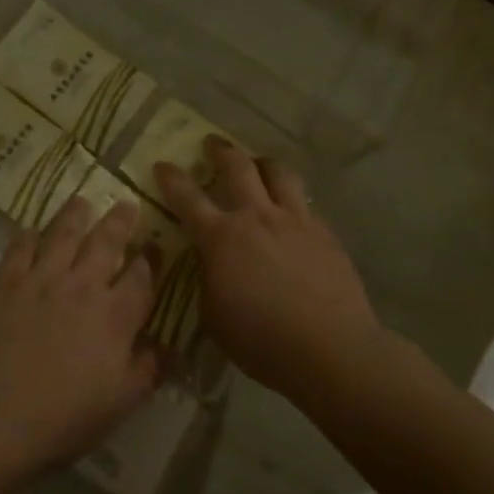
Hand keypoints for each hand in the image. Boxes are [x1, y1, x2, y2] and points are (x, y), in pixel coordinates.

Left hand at [0, 198, 161, 477]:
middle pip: (106, 242)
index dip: (151, 259)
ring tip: (82, 200)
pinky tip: (31, 230)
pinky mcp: (6, 281)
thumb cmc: (64, 415)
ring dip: (75, 215)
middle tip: (126, 203)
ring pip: (63, 234)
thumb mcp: (120, 402)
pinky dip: (28, 235)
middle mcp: (82, 285)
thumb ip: (148, 370)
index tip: (155, 245)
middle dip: (119, 221)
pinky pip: (20, 247)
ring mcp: (41, 278)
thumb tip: (171, 347)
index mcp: (115, 315)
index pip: (141, 277)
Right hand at [155, 139, 382, 399]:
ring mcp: (295, 220)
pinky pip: (304, 204)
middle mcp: (257, 216)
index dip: (171, 178)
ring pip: (278, 172)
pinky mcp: (325, 233)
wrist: (330, 349)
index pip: (187, 197)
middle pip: (237, 166)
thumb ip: (208, 280)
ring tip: (257, 163)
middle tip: (212, 143)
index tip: (162, 164)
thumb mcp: (214, 315)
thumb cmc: (262, 341)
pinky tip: (291, 213)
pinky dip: (291, 200)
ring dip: (262, 163)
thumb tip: (211, 265)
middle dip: (220, 150)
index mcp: (221, 237)